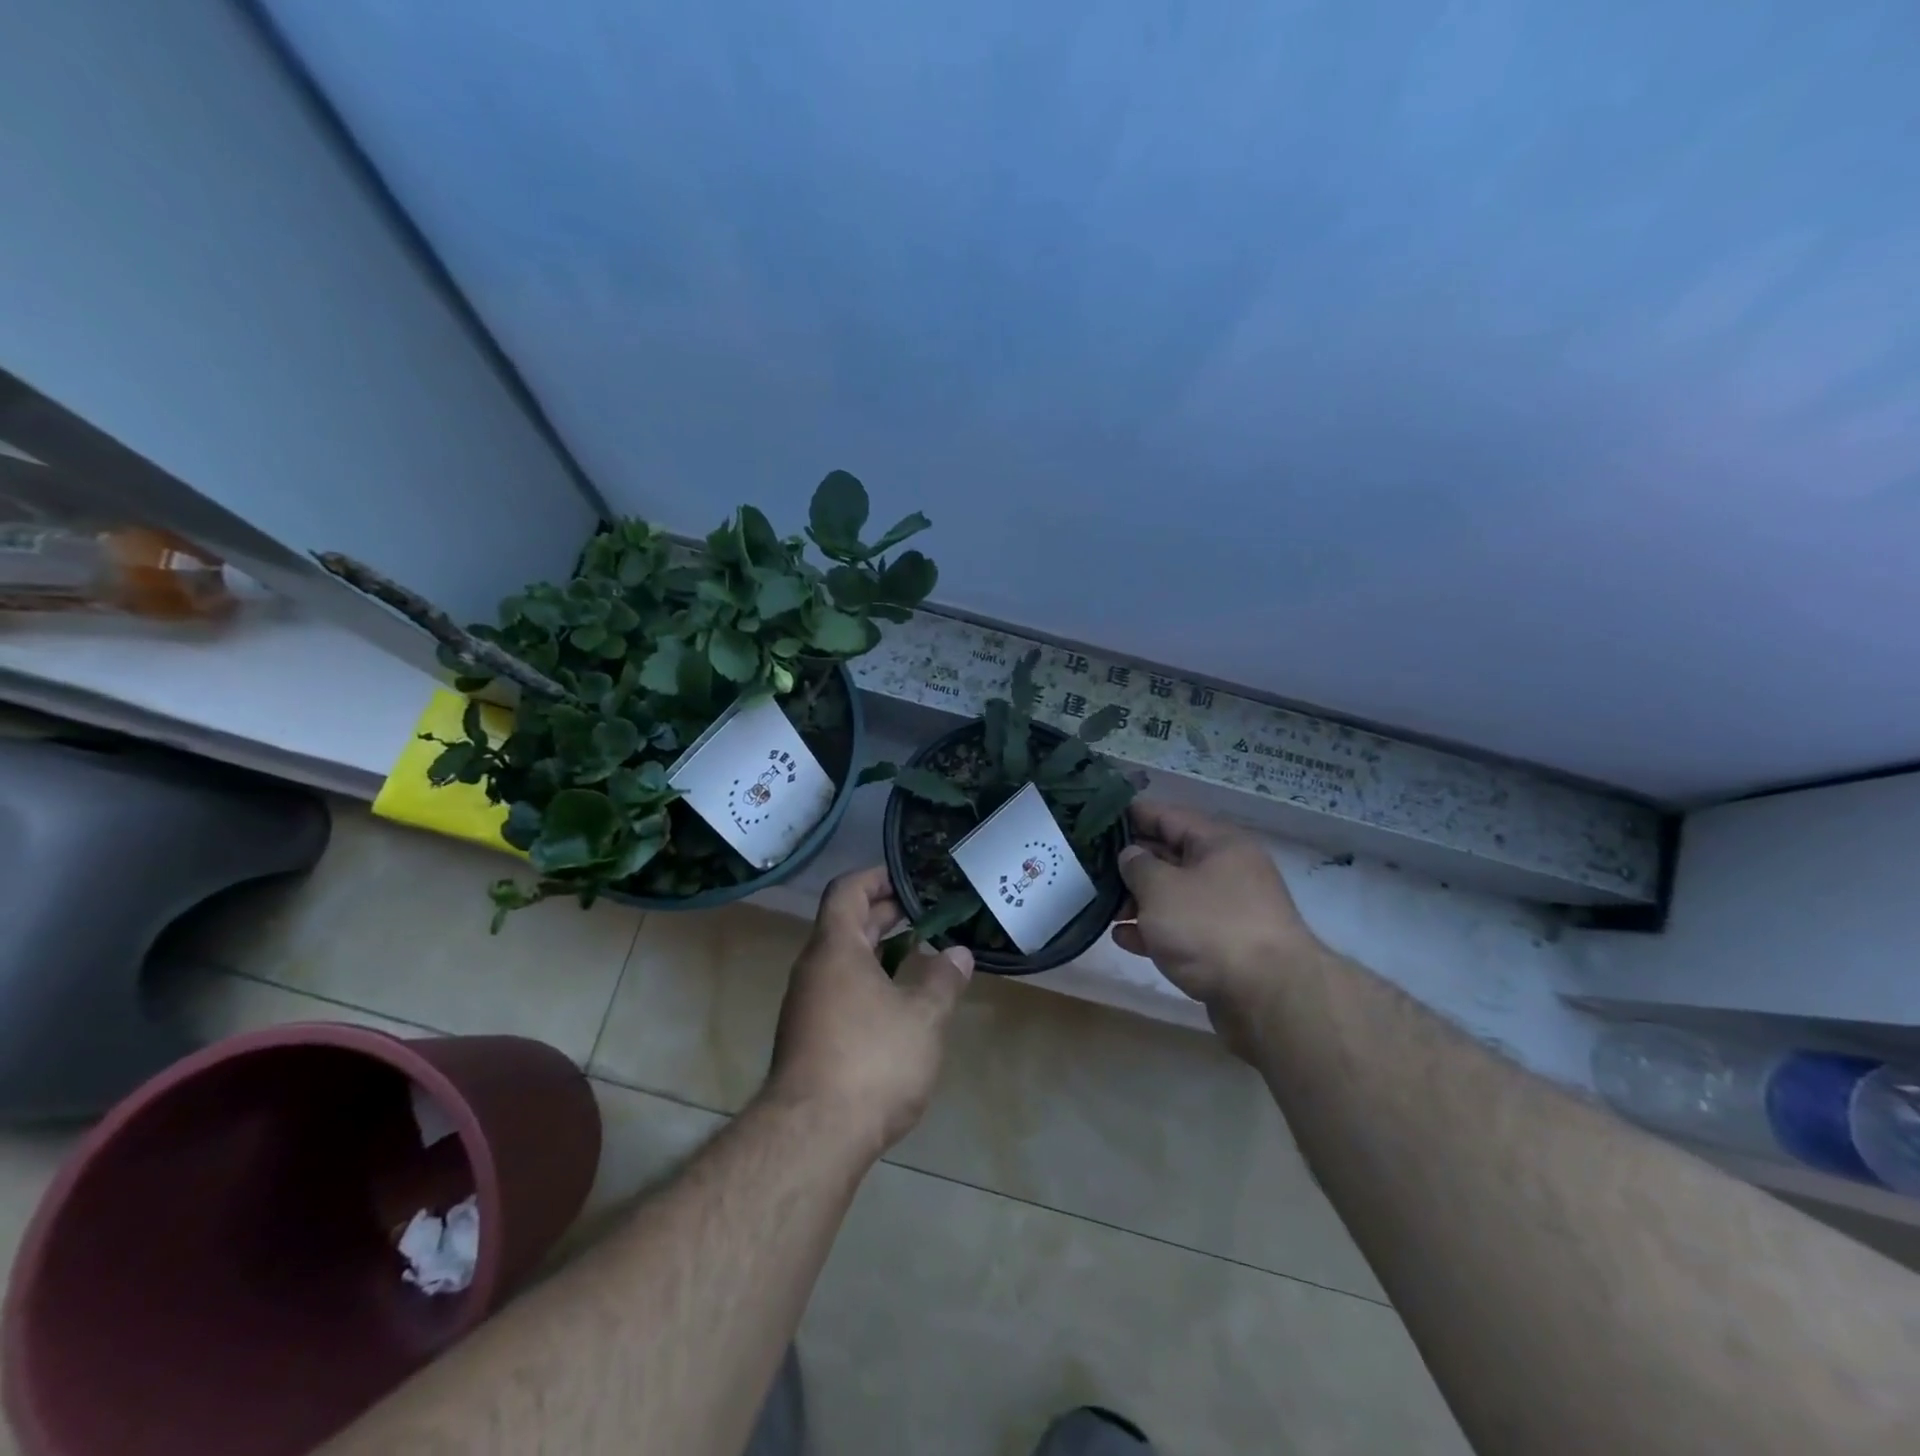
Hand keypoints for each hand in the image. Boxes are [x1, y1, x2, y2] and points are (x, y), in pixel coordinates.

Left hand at [765, 866, 973, 1160]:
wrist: (812, 1138)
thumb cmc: (872, 1061)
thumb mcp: (923, 1018)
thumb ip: (943, 980)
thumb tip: (958, 954)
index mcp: (835, 949)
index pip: (847, 891)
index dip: (876, 877)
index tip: (907, 878)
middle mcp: (814, 970)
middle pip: (845, 925)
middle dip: (884, 914)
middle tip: (924, 912)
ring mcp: (806, 1006)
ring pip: (843, 962)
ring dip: (878, 952)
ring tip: (919, 954)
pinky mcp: (808, 1039)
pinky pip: (840, 991)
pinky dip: (869, 982)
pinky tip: (899, 1005)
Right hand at [1112, 802, 1319, 1049]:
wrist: (1268, 998)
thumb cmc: (1210, 928)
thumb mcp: (1161, 888)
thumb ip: (1137, 866)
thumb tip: (1131, 855)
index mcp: (1219, 844)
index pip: (1169, 816)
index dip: (1132, 815)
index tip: (1097, 818)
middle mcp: (1228, 871)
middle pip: (1171, 856)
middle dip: (1131, 862)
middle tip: (1091, 866)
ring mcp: (1228, 911)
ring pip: (1174, 896)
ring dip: (1139, 900)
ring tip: (1102, 906)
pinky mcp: (1224, 948)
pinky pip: (1182, 929)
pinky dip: (1154, 930)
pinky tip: (1123, 937)